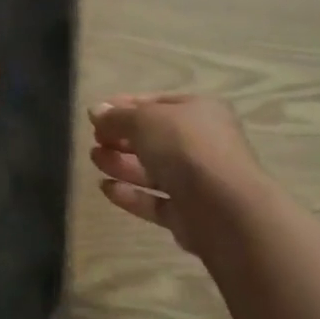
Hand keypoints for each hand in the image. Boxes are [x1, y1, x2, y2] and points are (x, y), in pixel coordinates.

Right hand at [88, 94, 265, 254]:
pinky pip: (155, 200)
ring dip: (122, 164)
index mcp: (199, 111)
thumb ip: (118, 117)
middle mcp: (202, 143)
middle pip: (155, 138)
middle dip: (122, 137)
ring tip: (94, 159)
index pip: (157, 103)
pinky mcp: (188, 214)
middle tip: (95, 140)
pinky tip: (105, 188)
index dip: (125, 107)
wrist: (225, 209)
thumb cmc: (186, 148)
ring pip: (153, 170)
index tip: (96, 114)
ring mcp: (197, 181)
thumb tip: (95, 110)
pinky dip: (131, 194)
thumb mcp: (145, 120)